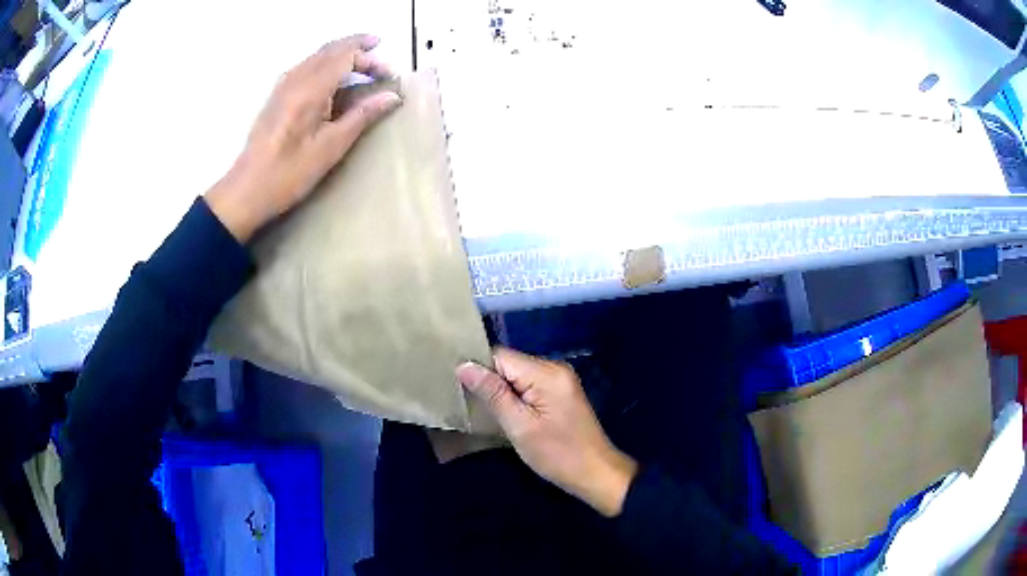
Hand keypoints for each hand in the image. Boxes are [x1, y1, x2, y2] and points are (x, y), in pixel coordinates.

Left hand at [205, 34, 401, 241]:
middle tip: (379, 51)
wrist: (246, 190)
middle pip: (331, 49)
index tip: (390, 75)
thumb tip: (392, 96)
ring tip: (361, 60)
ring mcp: (282, 86)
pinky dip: (324, 62)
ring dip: (341, 52)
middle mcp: (295, 79)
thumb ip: (362, 115)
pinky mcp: (276, 96)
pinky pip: (305, 66)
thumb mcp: (331, 147)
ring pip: (316, 55)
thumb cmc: (290, 173)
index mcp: (310, 89)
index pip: (346, 56)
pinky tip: (331, 76)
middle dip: (357, 47)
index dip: (371, 60)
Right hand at [457, 348, 637, 516]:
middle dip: (487, 380)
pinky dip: (513, 396)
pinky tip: (503, 411)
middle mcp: (554, 368)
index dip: (477, 368)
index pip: (500, 356)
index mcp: (546, 373)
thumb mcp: (520, 426)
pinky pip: (528, 385)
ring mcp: (559, 380)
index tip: (456, 385)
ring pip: (516, 375)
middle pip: (509, 363)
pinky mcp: (559, 393)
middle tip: (465, 400)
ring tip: (480, 407)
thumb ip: (493, 393)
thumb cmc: (557, 454)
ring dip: (499, 389)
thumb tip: (463, 366)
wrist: (595, 473)